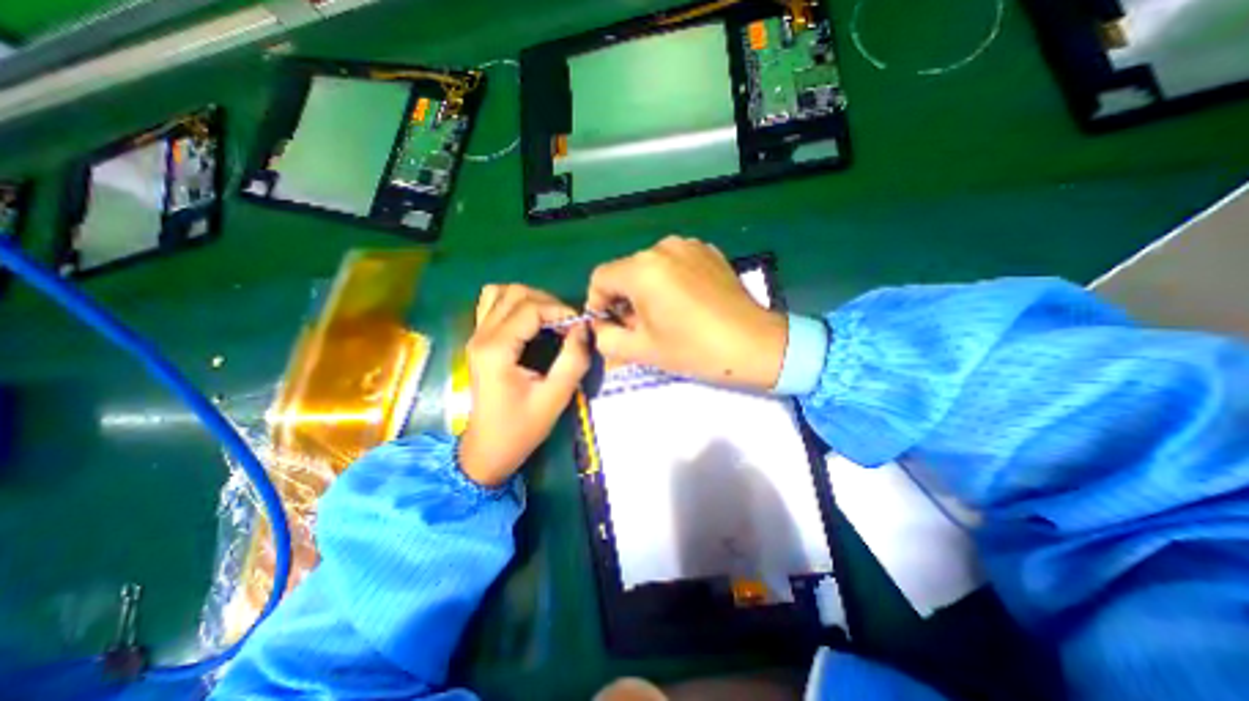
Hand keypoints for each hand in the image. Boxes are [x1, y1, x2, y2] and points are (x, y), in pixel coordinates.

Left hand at [459, 285, 590, 486]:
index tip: (580, 326)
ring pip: (500, 293)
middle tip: (568, 324)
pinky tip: (530, 321)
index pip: (531, 308)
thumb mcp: (555, 397)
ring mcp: (476, 336)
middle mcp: (481, 336)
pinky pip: (491, 305)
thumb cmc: (521, 428)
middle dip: (547, 302)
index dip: (560, 310)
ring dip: (530, 299)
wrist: (488, 449)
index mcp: (496, 349)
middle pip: (515, 294)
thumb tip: (584, 328)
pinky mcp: (478, 341)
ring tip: (550, 318)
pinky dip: (513, 304)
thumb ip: (573, 360)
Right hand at [588, 235, 783, 388]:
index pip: (600, 277)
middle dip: (624, 299)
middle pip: (626, 271)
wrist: (754, 344)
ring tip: (665, 315)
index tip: (610, 325)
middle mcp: (662, 247)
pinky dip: (670, 280)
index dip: (598, 302)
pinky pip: (675, 263)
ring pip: (650, 267)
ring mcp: (689, 245)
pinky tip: (687, 303)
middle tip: (639, 327)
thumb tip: (599, 325)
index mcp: (642, 270)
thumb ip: (606, 338)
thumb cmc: (694, 349)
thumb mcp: (642, 350)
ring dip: (647, 289)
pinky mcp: (708, 251)